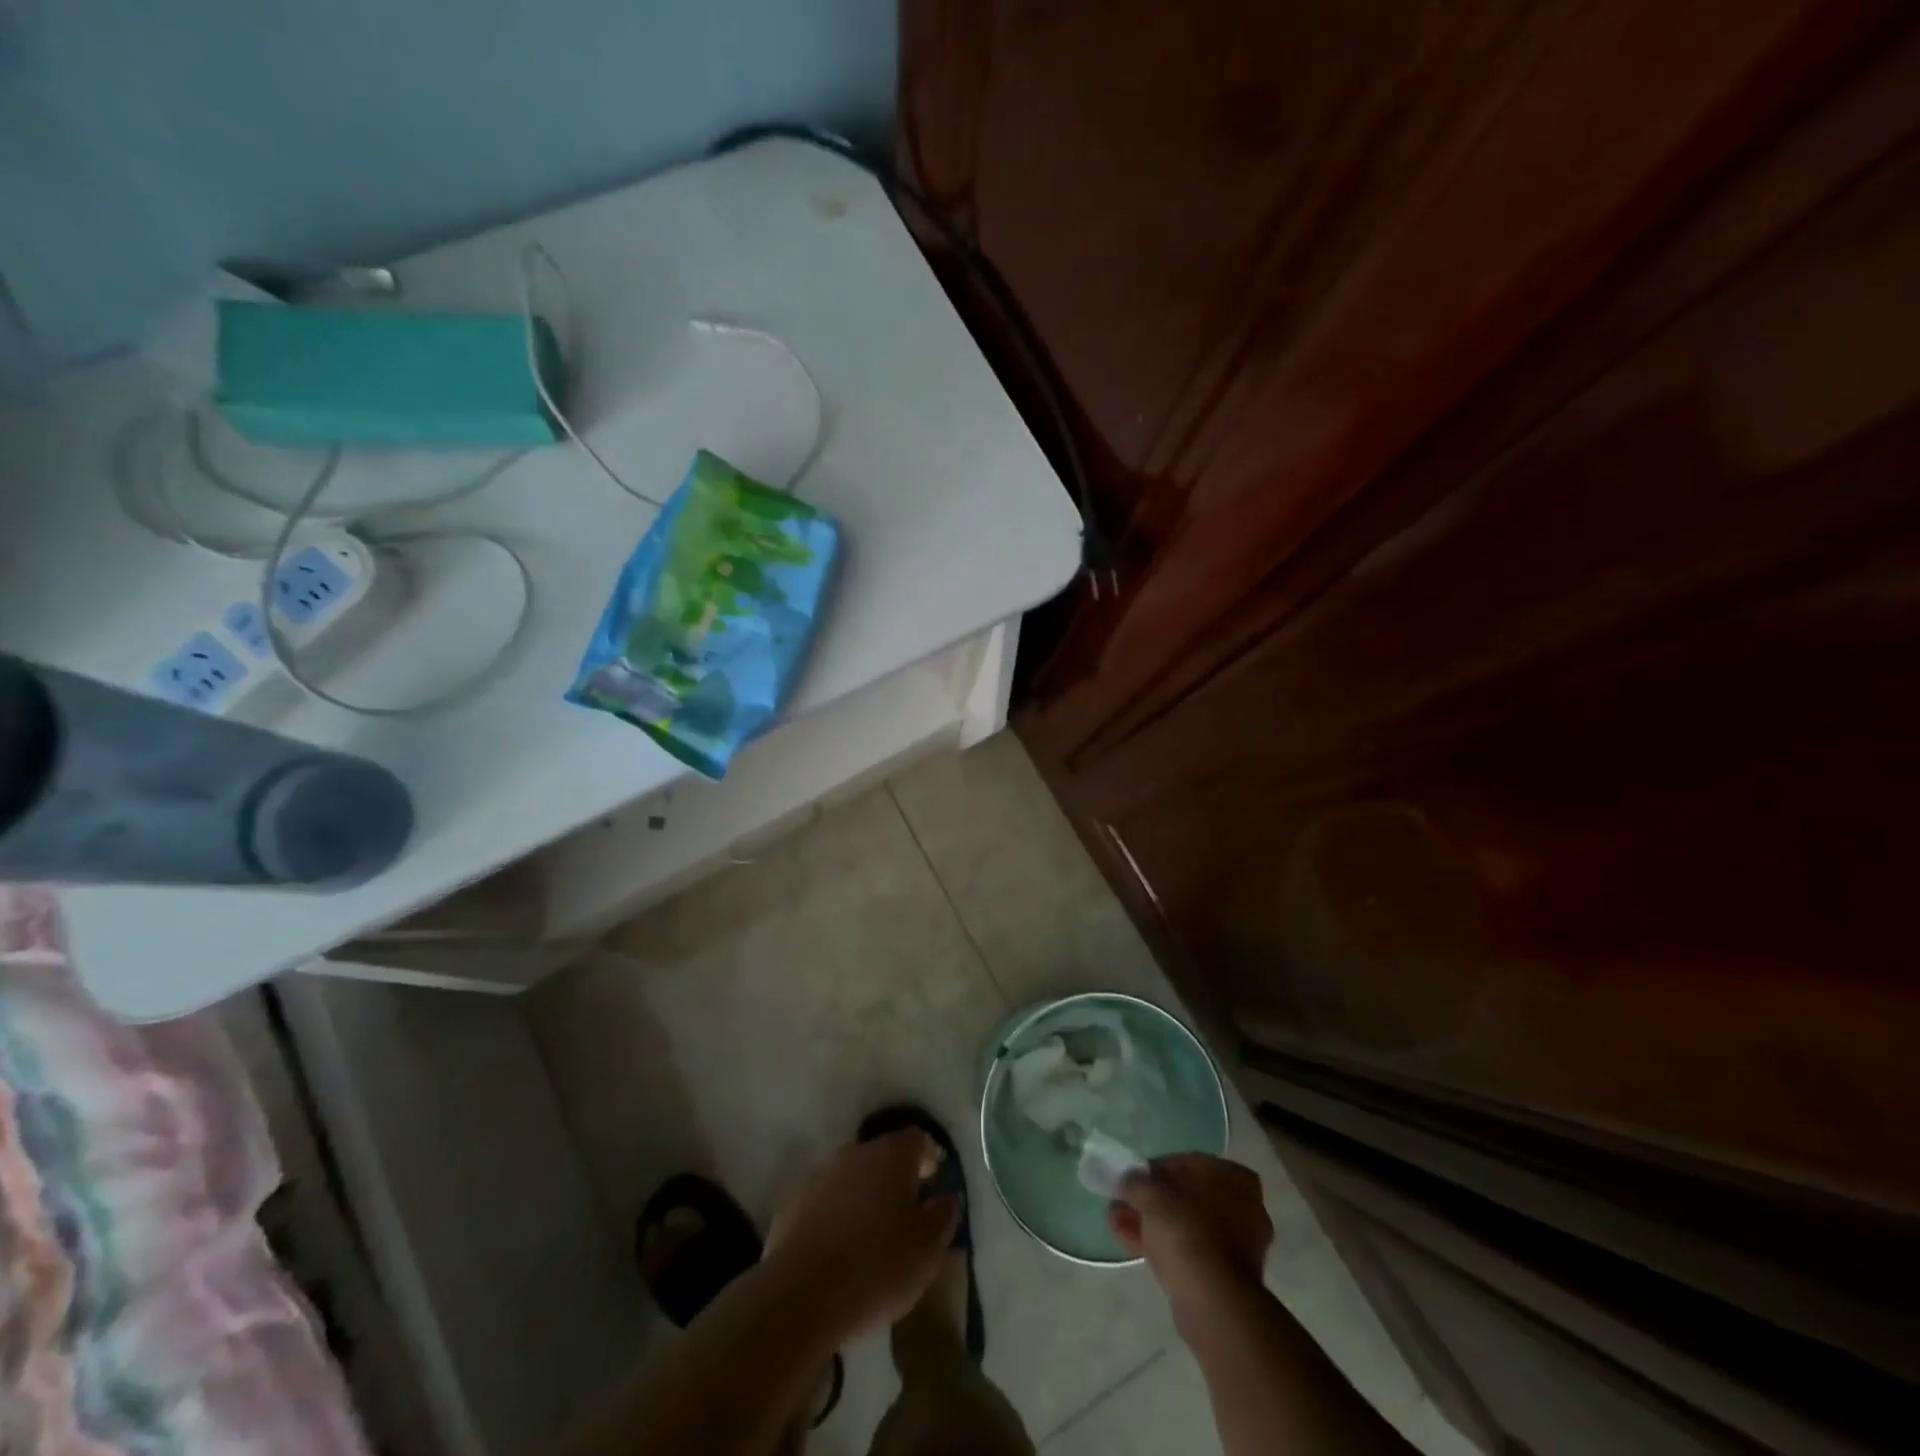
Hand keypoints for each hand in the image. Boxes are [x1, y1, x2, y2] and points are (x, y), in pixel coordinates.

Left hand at [763, 1129, 960, 1342]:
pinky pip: (824, 1202)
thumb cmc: (877, 1267)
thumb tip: (946, 1196)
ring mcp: (820, 1175)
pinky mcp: (792, 1204)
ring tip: (871, 1236)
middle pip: (882, 1155)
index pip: (917, 1140)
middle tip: (905, 1214)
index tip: (933, 1185)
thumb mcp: (928, 1249)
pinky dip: (835, 1217)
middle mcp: (855, 1152)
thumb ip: (943, 1215)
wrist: (801, 1295)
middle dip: (895, 1179)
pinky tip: (838, 1250)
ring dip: (863, 1197)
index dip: (928, 1159)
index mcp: (892, 1155)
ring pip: (851, 1177)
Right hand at [1109, 1154, 1272, 1317]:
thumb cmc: (1187, 1231)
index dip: (1157, 1170)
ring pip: (1186, 1226)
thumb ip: (1136, 1182)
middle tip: (1123, 1202)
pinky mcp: (1226, 1278)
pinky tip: (1130, 1244)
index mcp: (1235, 1179)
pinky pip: (1190, 1251)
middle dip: (1152, 1201)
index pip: (1189, 1163)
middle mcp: (1244, 1208)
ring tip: (1116, 1222)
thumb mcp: (1151, 1194)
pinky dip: (1163, 1246)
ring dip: (1152, 1223)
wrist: (1212, 1301)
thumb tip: (1129, 1181)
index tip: (1135, 1179)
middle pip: (1187, 1198)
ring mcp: (1238, 1246)